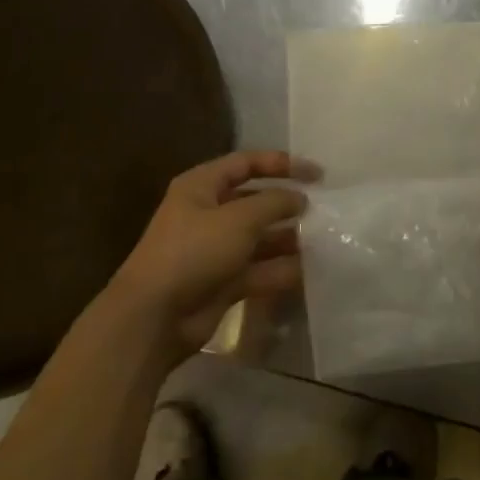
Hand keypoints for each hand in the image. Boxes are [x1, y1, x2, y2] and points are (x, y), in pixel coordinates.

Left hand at [109, 151, 307, 362]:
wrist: (156, 315)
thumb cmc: (194, 252)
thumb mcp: (238, 218)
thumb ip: (274, 203)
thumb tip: (299, 198)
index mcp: (202, 187)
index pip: (246, 163)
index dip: (281, 164)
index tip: (317, 175)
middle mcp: (208, 214)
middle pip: (255, 201)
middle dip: (287, 205)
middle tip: (324, 211)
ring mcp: (216, 250)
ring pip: (260, 238)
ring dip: (289, 239)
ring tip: (323, 240)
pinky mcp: (224, 282)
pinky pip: (259, 270)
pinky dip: (281, 269)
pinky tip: (310, 270)